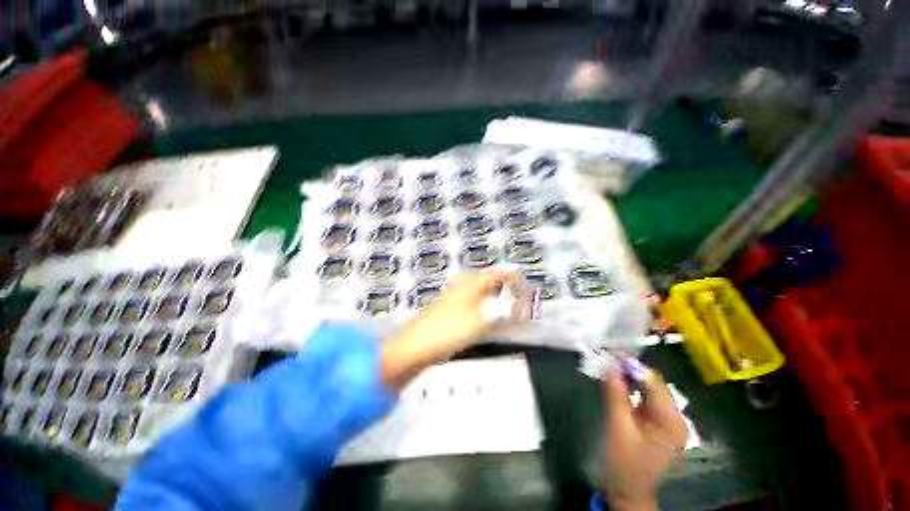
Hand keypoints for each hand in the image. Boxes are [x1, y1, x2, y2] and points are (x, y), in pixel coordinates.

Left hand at [381, 271, 519, 388]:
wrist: (415, 347)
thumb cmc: (449, 330)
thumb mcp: (481, 321)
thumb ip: (501, 312)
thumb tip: (516, 306)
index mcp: (470, 284)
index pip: (494, 274)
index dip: (509, 276)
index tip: (521, 278)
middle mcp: (461, 287)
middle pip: (485, 280)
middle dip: (501, 283)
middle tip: (514, 289)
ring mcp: (452, 298)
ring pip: (477, 291)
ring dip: (491, 294)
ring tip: (503, 301)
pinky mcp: (447, 311)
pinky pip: (470, 303)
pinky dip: (482, 305)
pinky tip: (484, 314)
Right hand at [600, 364, 686, 510]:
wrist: (626, 492)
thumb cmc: (623, 463)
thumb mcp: (618, 427)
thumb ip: (615, 394)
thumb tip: (609, 364)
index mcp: (671, 421)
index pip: (654, 382)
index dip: (633, 365)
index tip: (610, 352)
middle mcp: (673, 418)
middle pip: (652, 384)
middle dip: (629, 370)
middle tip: (606, 358)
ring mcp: (664, 422)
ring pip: (647, 390)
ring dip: (628, 378)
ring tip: (607, 367)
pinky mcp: (654, 424)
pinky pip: (642, 399)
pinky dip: (628, 389)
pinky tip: (614, 383)